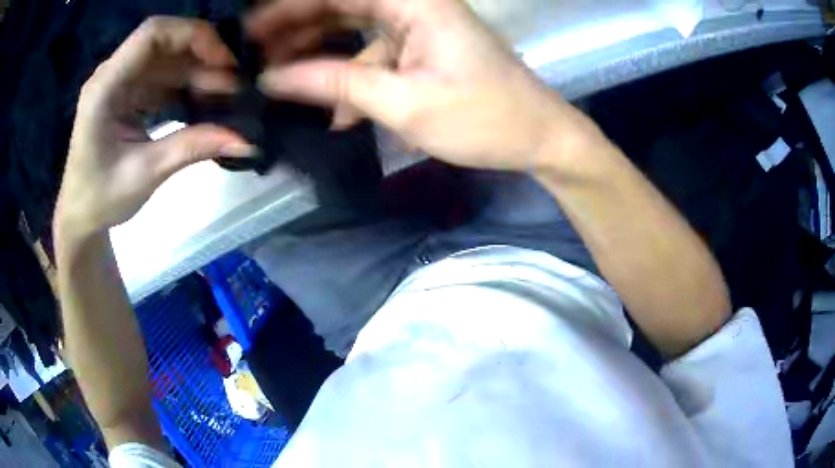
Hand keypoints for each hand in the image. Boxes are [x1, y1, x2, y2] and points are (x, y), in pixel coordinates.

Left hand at [56, 17, 255, 239]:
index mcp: (105, 87)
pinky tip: (205, 102)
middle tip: (234, 83)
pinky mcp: (127, 94)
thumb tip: (246, 140)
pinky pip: (162, 78)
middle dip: (202, 56)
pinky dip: (186, 86)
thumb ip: (192, 148)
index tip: (223, 62)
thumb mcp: (146, 173)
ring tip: (227, 95)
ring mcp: (120, 82)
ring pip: (167, 59)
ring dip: (198, 73)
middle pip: (164, 42)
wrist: (81, 216)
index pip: (152, 34)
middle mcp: (112, 74)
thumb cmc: (101, 198)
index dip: (192, 36)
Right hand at [249, 0, 589, 171]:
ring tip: (276, 79)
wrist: (538, 137)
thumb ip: (334, 84)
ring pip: (351, 30)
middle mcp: (413, 4)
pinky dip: (346, 75)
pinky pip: (371, 53)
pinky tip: (328, 108)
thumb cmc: (483, 118)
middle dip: (295, 31)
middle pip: (340, 7)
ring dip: (316, 54)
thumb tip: (272, 79)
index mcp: (414, 2)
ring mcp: (417, 26)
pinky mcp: (420, 49)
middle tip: (255, 60)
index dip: (287, 9)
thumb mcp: (403, 102)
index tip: (248, 33)